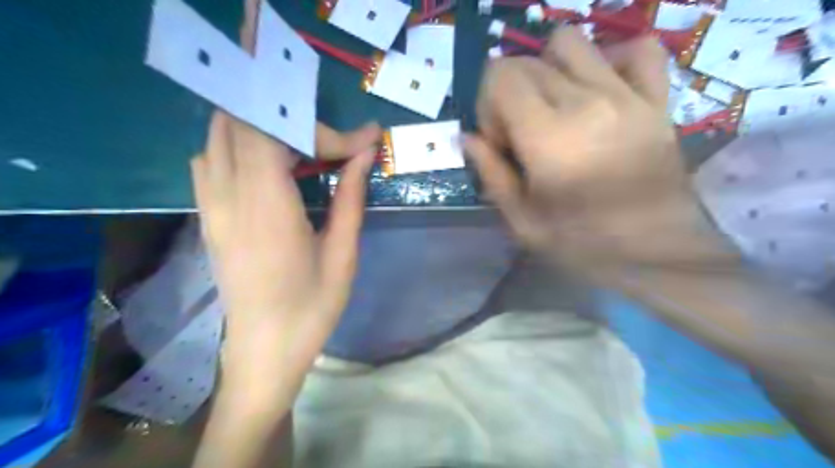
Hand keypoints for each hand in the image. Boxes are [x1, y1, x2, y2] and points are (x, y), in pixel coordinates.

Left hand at [193, 112, 379, 390]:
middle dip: (288, 116)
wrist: (263, 352)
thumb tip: (365, 153)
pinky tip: (269, 165)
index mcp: (267, 209)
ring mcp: (211, 207)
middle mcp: (229, 198)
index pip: (272, 131)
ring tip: (303, 144)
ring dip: (260, 126)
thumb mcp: (343, 255)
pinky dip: (238, 145)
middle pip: (238, 121)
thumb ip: (351, 198)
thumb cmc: (311, 309)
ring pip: (218, 136)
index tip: (362, 141)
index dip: (316, 125)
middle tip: (328, 138)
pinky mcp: (208, 218)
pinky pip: (210, 160)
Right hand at [468, 27, 732, 274]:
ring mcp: (626, 95)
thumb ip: (491, 175)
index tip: (500, 142)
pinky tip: (600, 88)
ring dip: (549, 68)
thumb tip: (468, 138)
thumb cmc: (584, 246)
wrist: (658, 255)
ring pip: (571, 43)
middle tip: (524, 135)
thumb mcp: (523, 223)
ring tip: (554, 106)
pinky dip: (610, 58)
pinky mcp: (656, 101)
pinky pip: (637, 50)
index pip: (499, 77)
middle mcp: (584, 102)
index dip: (488, 105)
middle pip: (529, 63)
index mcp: (547, 137)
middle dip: (511, 95)